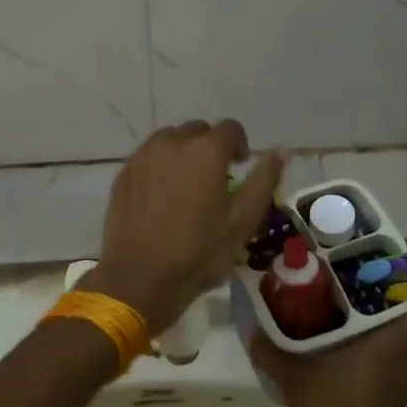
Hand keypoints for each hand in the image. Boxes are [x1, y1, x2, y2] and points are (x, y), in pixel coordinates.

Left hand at [86, 121, 284, 333]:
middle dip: (209, 149)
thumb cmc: (199, 252)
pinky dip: (159, 168)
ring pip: (170, 141)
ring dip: (183, 155)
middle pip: (198, 131)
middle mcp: (173, 142)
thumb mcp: (242, 221)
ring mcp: (143, 156)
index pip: (231, 129)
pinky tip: (160, 199)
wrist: (140, 277)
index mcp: (206, 150)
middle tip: (213, 182)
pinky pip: (148, 158)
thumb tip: (282, 151)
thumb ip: (264, 180)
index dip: (239, 147)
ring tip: (185, 188)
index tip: (238, 169)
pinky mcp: (123, 173)